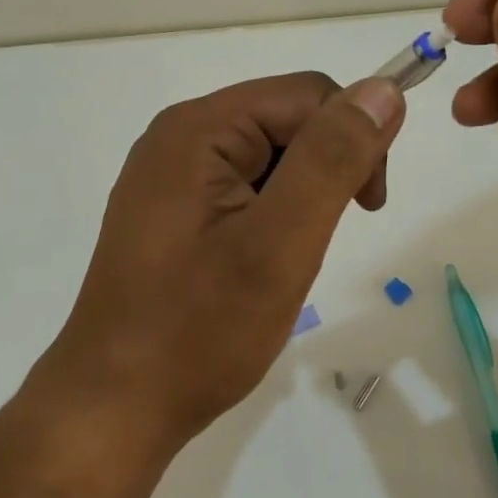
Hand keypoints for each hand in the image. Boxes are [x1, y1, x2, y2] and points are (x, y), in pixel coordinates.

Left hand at [42, 72, 405, 450]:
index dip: (352, 137)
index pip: (307, 94)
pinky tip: (260, 262)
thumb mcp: (279, 242)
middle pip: (286, 119)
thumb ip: (332, 159)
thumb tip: (383, 89)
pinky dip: (273, 215)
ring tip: (284, 259)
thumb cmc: (199, 330)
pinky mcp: (172, 211)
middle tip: (318, 242)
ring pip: (270, 156)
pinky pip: (243, 186)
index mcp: (198, 128)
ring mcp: (171, 175)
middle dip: (325, 168)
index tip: (368, 206)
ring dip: (300, 196)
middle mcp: (179, 137)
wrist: (115, 408)